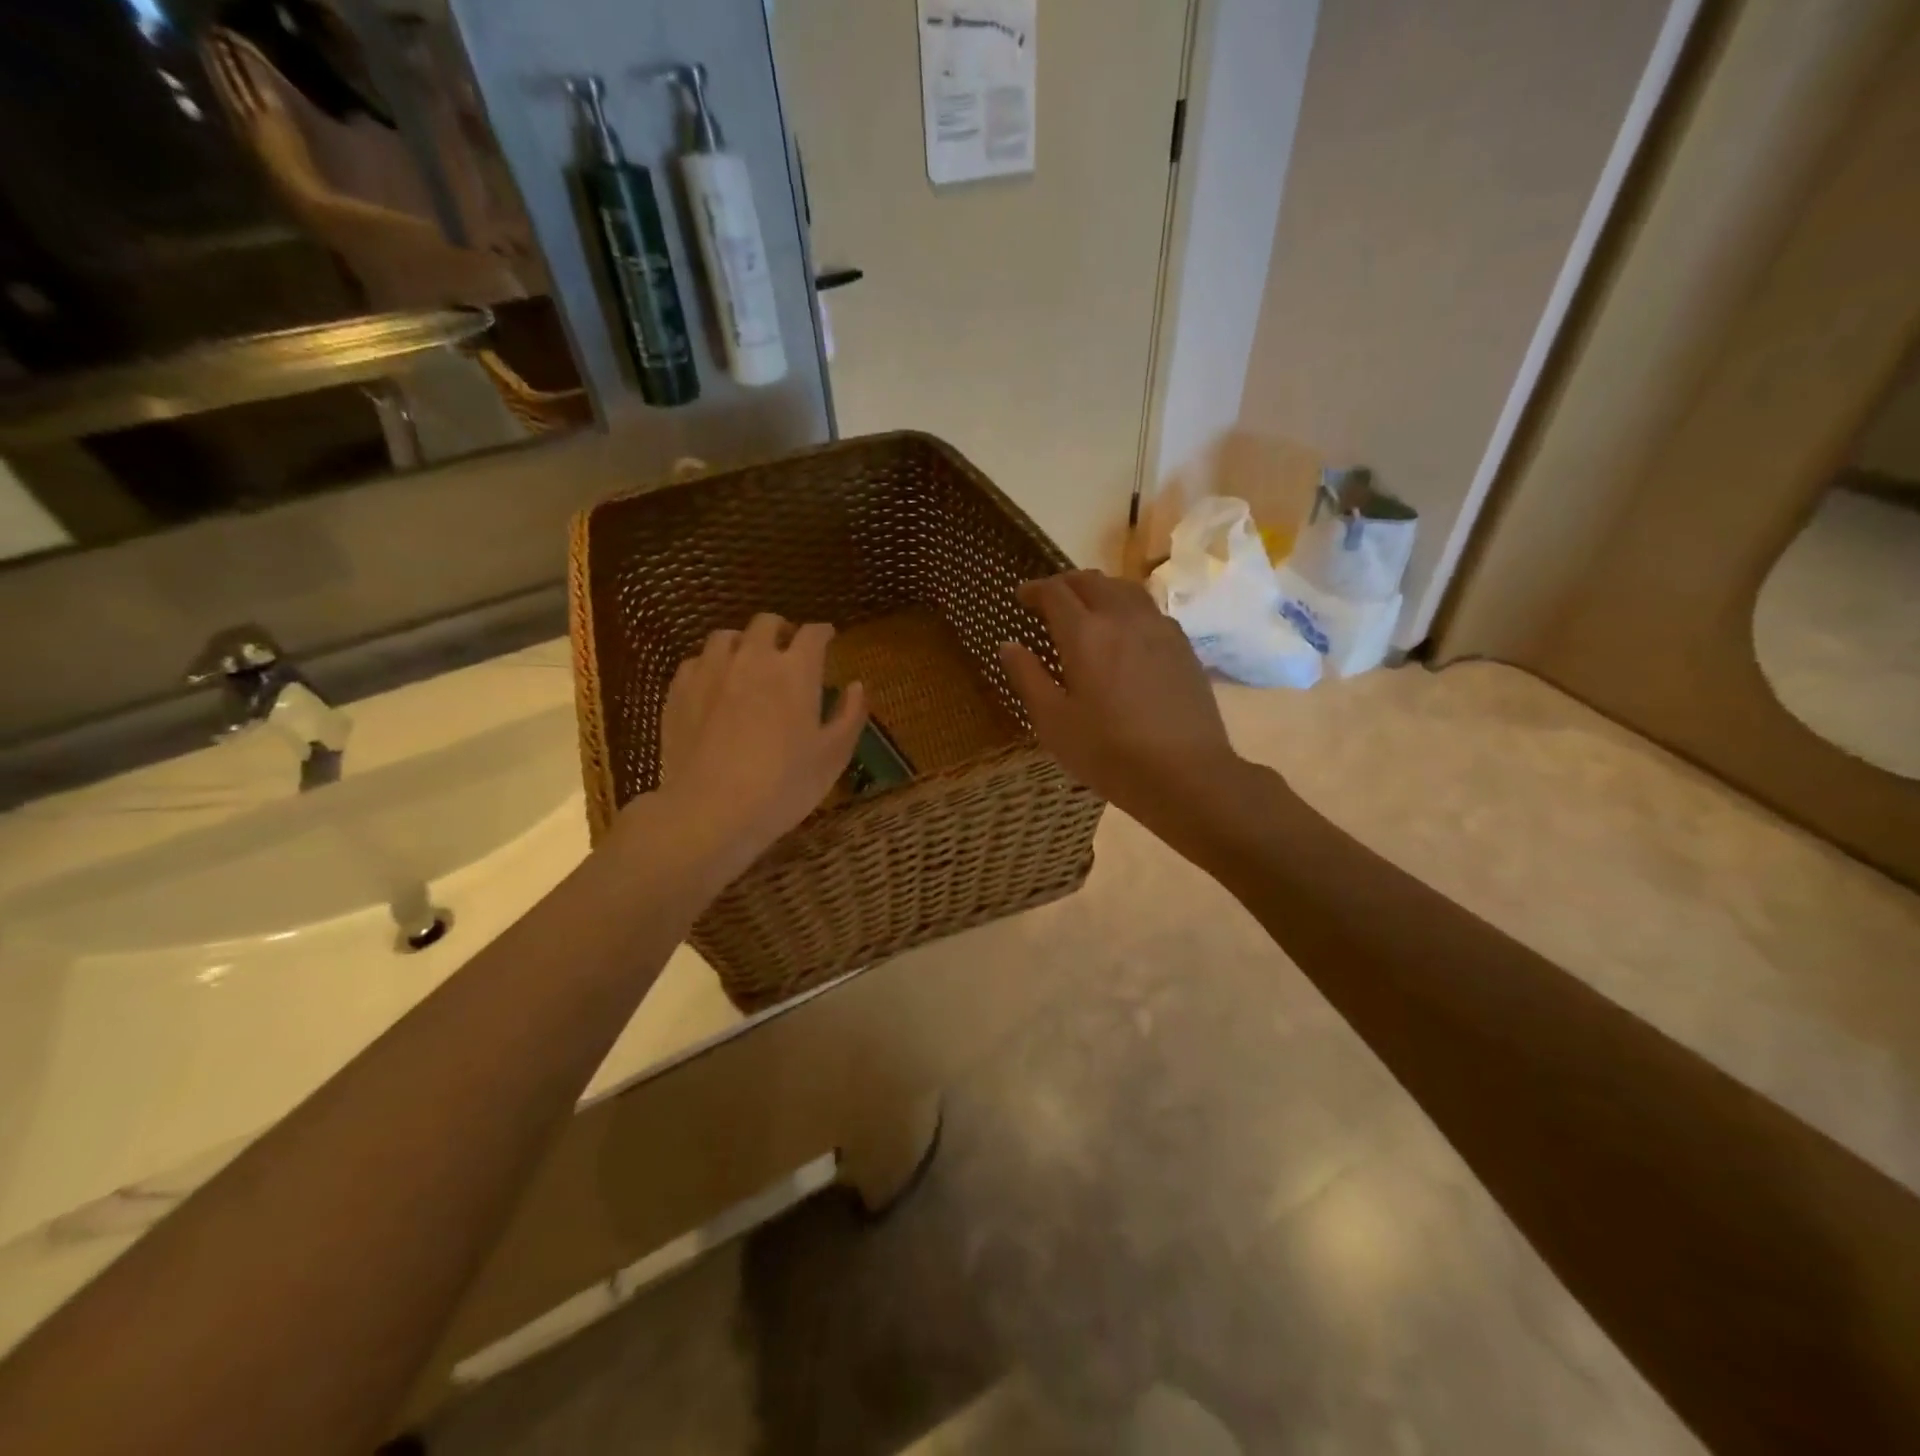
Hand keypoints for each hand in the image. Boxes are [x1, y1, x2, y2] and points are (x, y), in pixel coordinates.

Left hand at [648, 613, 865, 882]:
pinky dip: (710, 665)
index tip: (829, 639)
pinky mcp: (679, 691)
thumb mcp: (833, 756)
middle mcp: (752, 658)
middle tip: (789, 649)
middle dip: (782, 630)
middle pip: (766, 623)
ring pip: (726, 636)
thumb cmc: (784, 786)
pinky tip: (715, 685)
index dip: (823, 633)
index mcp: (796, 671)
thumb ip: (850, 715)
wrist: (711, 811)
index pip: (813, 634)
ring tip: (748, 662)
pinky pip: (696, 661)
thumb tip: (857, 686)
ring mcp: (710, 671)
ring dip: (743, 642)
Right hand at [998, 571, 1243, 826]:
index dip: (1035, 589)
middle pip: (1092, 581)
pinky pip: (1150, 610)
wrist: (1185, 773)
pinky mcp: (1183, 647)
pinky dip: (1128, 607)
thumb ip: (1027, 678)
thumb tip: (1008, 645)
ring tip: (1088, 606)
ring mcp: (1159, 629)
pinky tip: (1126, 631)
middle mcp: (1123, 619)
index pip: (1055, 593)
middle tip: (1050, 598)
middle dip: (1066, 583)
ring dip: (1100, 589)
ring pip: (1126, 589)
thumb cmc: (1108, 752)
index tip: (1022, 596)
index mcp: (1085, 634)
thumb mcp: (1053, 722)